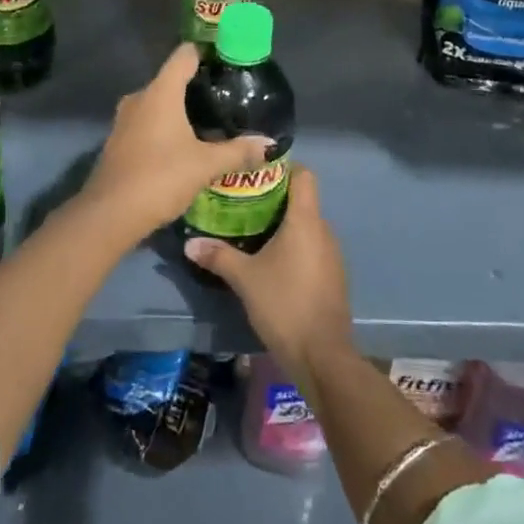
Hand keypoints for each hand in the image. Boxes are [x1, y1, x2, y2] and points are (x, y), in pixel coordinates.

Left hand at [83, 43, 271, 237]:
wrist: (110, 215)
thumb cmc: (160, 177)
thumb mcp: (205, 165)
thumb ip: (238, 152)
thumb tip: (269, 144)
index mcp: (161, 92)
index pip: (184, 55)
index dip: (206, 52)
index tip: (227, 59)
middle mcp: (140, 98)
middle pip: (171, 79)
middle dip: (197, 87)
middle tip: (226, 99)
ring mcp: (124, 120)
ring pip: (157, 104)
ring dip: (180, 111)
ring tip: (209, 123)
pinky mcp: (118, 141)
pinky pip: (147, 123)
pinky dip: (165, 128)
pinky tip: (183, 146)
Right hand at [184, 167, 351, 383]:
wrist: (322, 355)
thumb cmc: (284, 304)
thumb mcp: (245, 279)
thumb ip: (218, 256)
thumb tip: (190, 243)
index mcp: (305, 220)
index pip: (304, 175)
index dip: (283, 168)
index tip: (256, 174)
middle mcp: (323, 230)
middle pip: (302, 201)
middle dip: (274, 200)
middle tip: (242, 204)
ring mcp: (332, 255)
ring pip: (307, 226)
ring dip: (284, 226)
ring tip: (252, 233)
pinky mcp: (333, 277)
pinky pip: (312, 248)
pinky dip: (294, 248)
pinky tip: (272, 263)